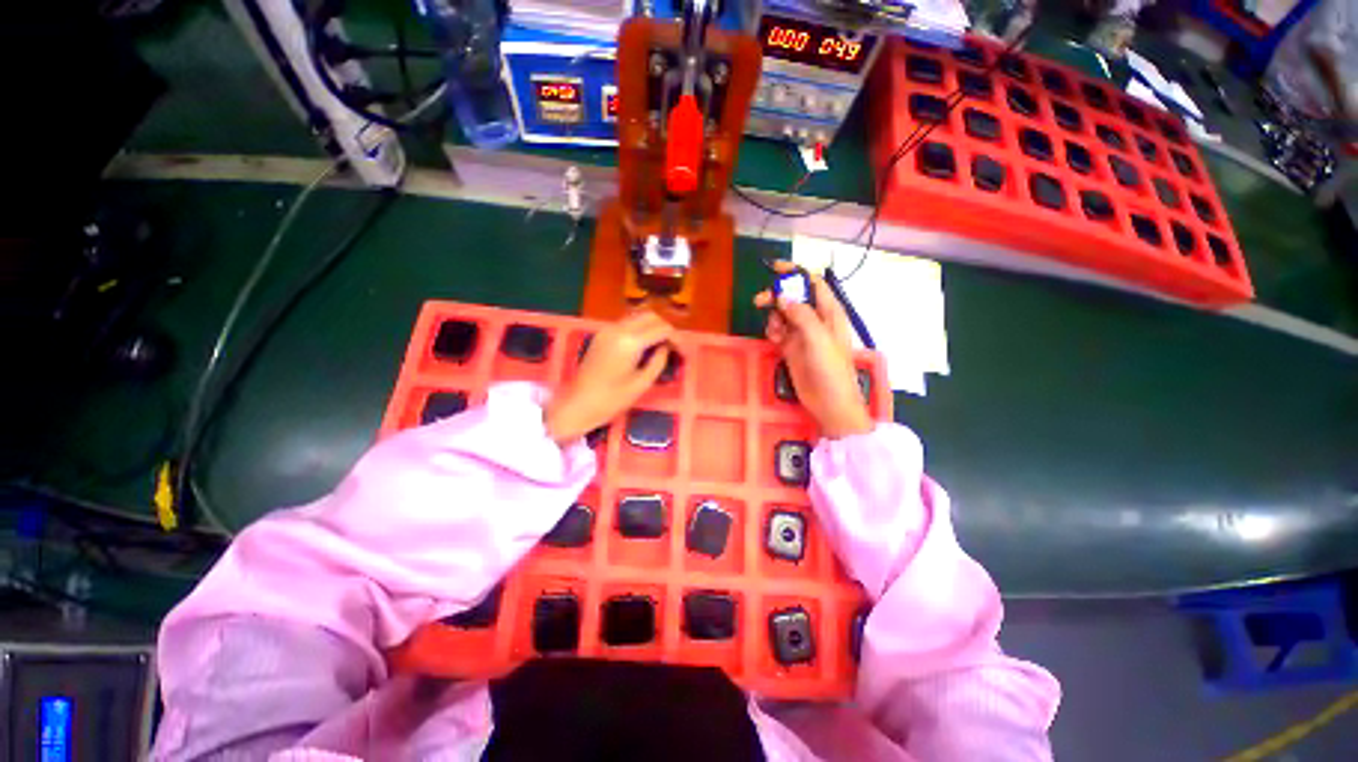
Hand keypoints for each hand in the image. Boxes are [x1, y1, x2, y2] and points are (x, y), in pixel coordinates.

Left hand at [544, 311, 674, 444]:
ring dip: (652, 327)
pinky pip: (626, 324)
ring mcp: (607, 329)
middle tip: (673, 347)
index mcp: (630, 341)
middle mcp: (618, 328)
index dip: (676, 339)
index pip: (661, 329)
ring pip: (637, 317)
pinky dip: (639, 330)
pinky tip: (644, 347)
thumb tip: (666, 348)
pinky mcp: (601, 335)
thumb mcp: (642, 383)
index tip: (682, 353)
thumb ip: (658, 361)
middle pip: (650, 316)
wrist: (578, 405)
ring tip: (661, 347)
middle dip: (665, 328)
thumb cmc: (611, 400)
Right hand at [755, 262, 872, 439]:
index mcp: (830, 312)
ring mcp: (803, 334)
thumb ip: (801, 315)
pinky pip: (778, 331)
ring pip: (783, 314)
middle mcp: (816, 319)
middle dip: (777, 296)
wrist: (828, 402)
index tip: (775, 269)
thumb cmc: (830, 369)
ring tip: (774, 333)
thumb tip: (783, 298)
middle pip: (794, 297)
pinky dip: (773, 331)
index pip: (813, 283)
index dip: (796, 273)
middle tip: (760, 302)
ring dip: (774, 317)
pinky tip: (773, 340)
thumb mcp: (818, 339)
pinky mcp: (792, 347)